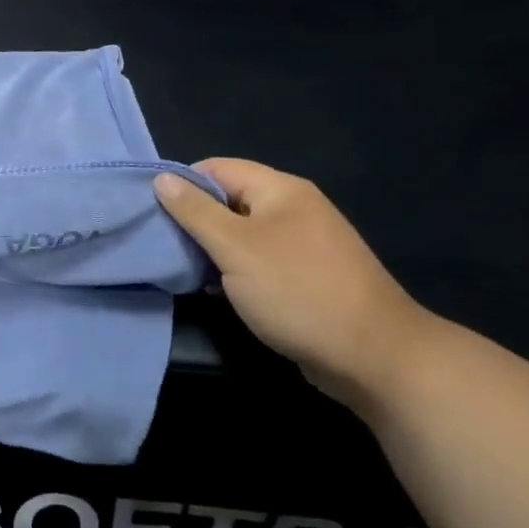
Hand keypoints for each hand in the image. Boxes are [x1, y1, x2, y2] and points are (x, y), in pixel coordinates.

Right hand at [154, 159, 432, 410]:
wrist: (375, 359)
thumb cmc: (298, 292)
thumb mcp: (235, 248)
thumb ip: (195, 212)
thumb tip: (162, 178)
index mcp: (281, 190)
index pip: (217, 168)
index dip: (183, 184)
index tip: (153, 212)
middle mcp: (294, 209)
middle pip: (229, 200)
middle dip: (195, 220)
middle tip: (163, 243)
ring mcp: (303, 245)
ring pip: (242, 234)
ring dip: (212, 249)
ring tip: (182, 268)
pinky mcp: (306, 278)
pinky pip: (259, 261)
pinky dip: (234, 271)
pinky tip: (214, 290)